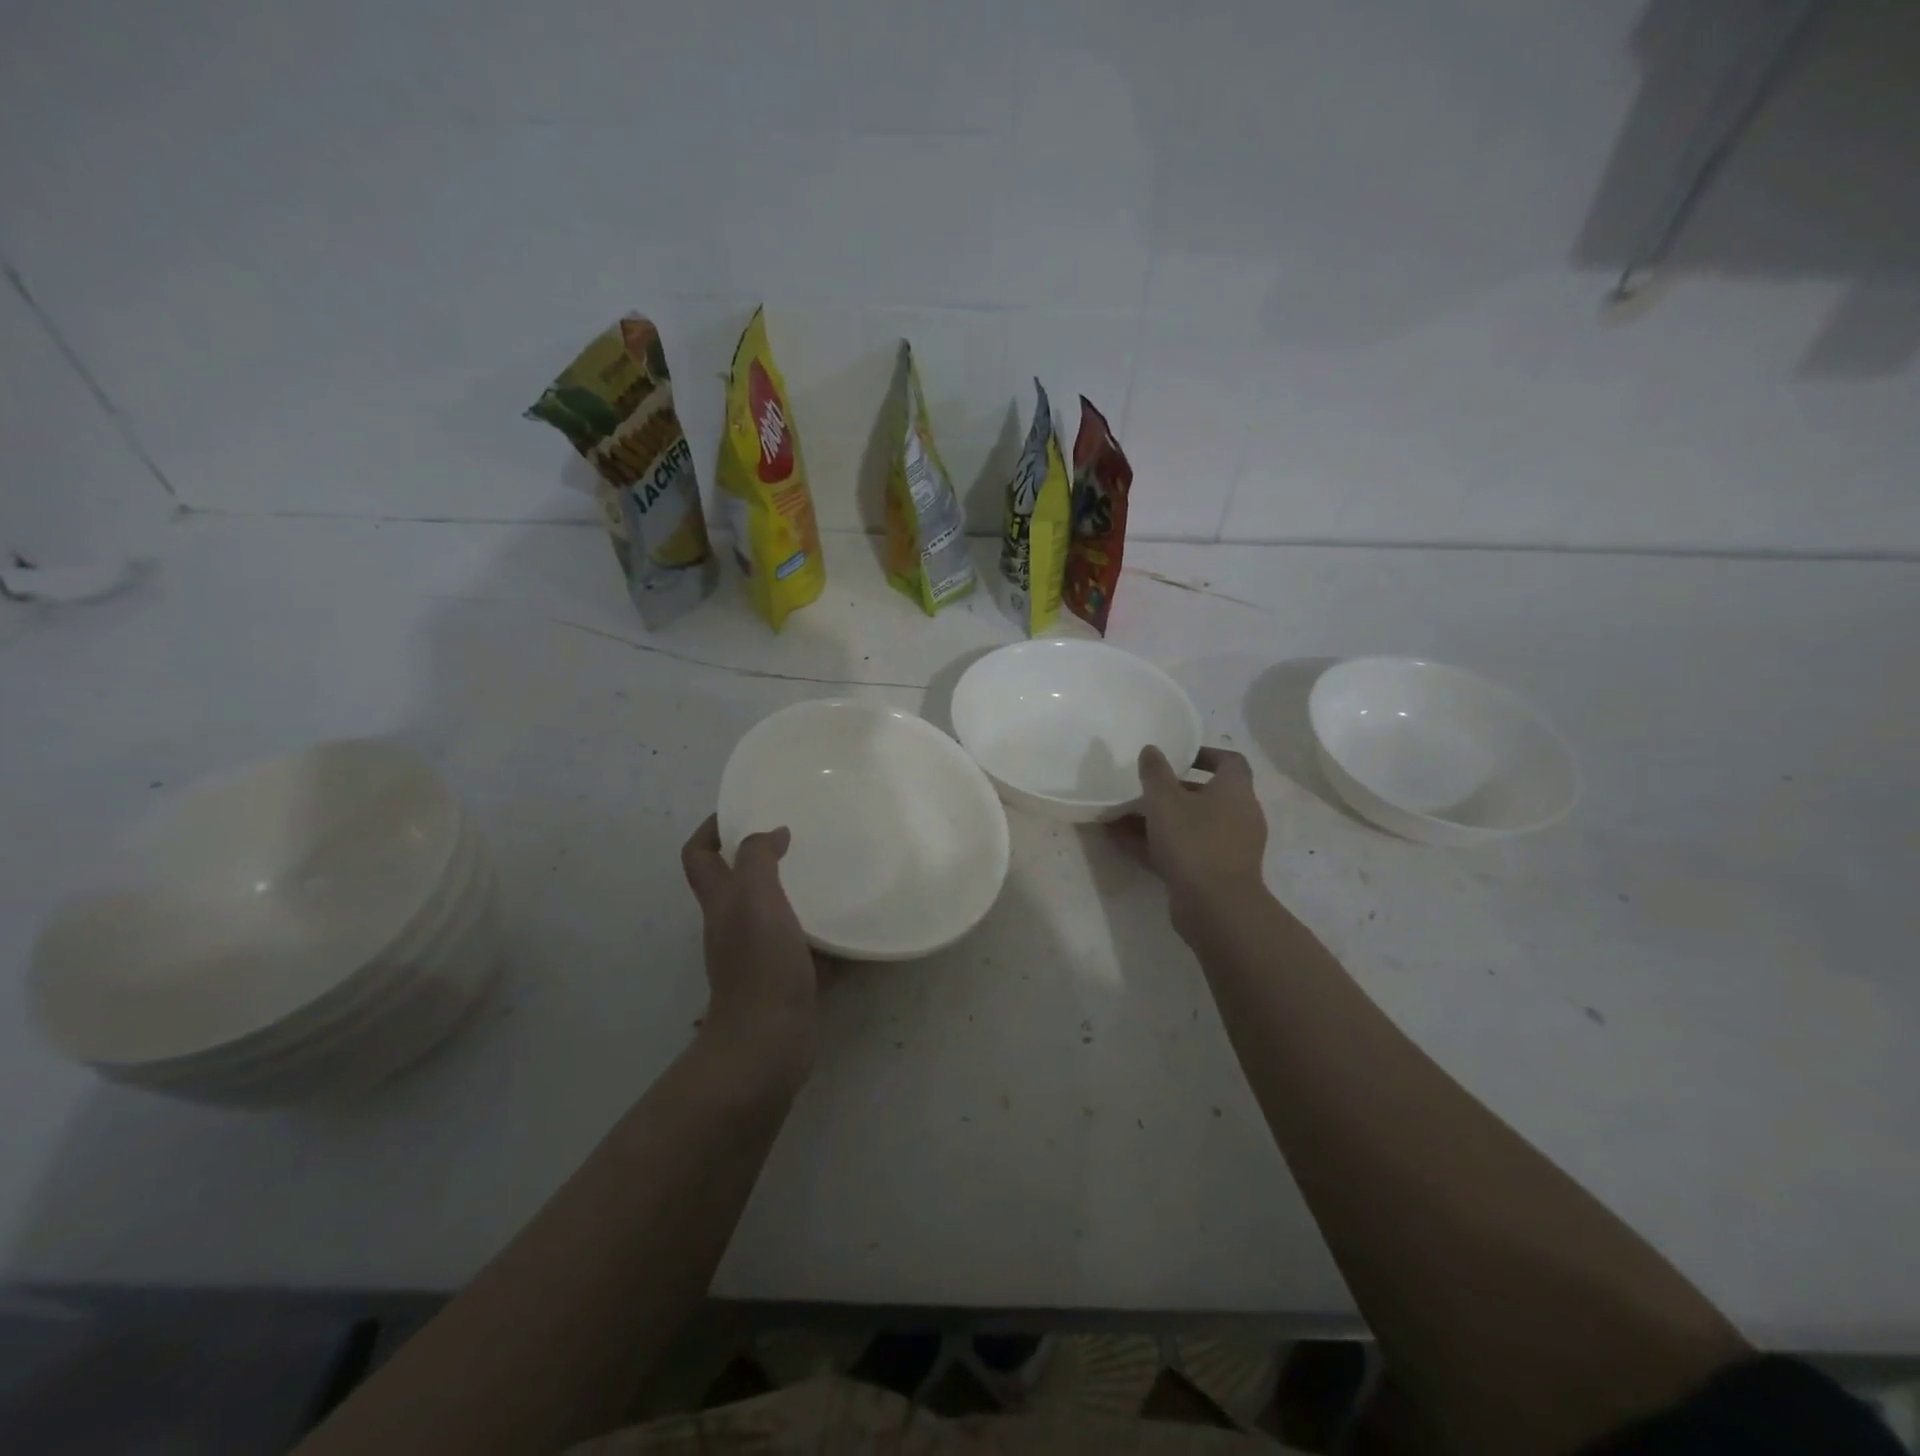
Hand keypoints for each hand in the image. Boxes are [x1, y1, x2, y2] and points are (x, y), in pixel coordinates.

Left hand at [680, 815, 817, 1088]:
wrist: (768, 1042)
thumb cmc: (759, 965)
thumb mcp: (755, 899)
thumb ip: (759, 859)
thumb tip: (773, 833)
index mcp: (721, 902)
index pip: (699, 856)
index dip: (711, 829)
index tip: (741, 810)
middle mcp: (733, 925)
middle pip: (735, 881)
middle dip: (758, 854)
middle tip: (796, 835)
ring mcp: (758, 954)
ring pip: (772, 911)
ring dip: (794, 890)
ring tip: (827, 870)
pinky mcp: (785, 977)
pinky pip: (804, 944)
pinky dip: (822, 932)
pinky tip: (849, 922)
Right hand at [1110, 746, 1268, 931]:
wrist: (1215, 907)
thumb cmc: (1194, 841)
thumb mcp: (1165, 800)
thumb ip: (1155, 772)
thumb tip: (1151, 750)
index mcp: (1235, 791)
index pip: (1229, 762)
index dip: (1205, 755)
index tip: (1177, 757)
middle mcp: (1238, 816)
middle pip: (1206, 795)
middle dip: (1172, 791)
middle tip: (1143, 788)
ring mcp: (1228, 848)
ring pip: (1190, 825)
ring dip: (1159, 820)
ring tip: (1123, 815)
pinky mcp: (1213, 874)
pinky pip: (1183, 851)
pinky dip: (1157, 845)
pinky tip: (1122, 842)